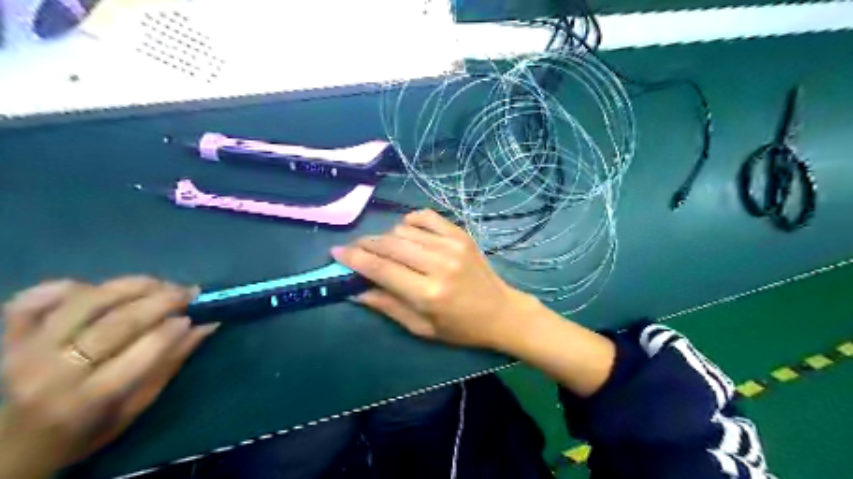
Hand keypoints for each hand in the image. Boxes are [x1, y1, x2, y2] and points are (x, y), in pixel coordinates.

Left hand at [0, 277, 216, 475]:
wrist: (14, 449)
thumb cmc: (86, 431)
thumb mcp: (136, 406)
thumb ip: (171, 362)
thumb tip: (207, 325)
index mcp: (89, 399)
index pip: (144, 351)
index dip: (175, 328)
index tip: (196, 316)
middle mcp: (54, 372)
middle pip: (119, 322)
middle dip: (163, 300)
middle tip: (188, 292)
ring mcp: (25, 351)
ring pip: (86, 301)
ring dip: (130, 286)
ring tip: (157, 284)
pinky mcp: (8, 338)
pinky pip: (33, 299)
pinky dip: (67, 287)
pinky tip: (96, 289)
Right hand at [331, 207, 535, 347]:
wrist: (501, 312)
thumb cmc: (461, 328)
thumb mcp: (422, 328)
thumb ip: (387, 306)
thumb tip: (355, 290)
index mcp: (428, 294)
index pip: (381, 269)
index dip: (354, 259)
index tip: (335, 252)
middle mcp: (438, 264)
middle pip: (389, 244)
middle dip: (365, 245)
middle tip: (354, 250)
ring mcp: (452, 245)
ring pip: (404, 229)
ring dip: (387, 238)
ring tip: (385, 249)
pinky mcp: (461, 234)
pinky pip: (426, 216)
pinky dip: (410, 221)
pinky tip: (407, 232)